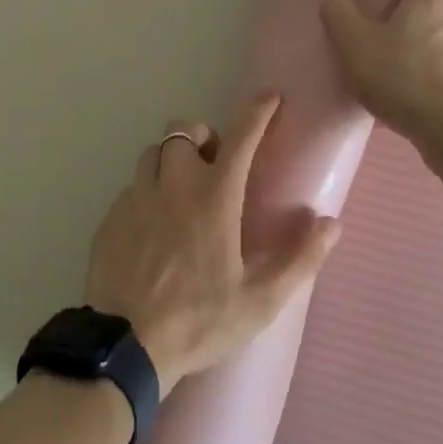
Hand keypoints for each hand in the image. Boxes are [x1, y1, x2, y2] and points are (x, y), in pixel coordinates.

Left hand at [85, 96, 339, 396]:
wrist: (124, 346)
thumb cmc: (199, 321)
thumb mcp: (260, 300)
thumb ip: (299, 259)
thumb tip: (331, 223)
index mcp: (214, 196)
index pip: (241, 136)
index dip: (257, 112)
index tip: (270, 97)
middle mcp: (173, 184)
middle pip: (183, 131)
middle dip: (202, 136)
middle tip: (215, 164)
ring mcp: (137, 197)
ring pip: (153, 153)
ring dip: (171, 160)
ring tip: (182, 190)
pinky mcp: (111, 217)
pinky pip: (132, 187)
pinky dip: (147, 191)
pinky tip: (153, 225)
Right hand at [321, 0, 442, 148]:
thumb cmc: (399, 77)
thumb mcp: (353, 43)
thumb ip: (339, 15)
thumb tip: (335, 1)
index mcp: (427, 2)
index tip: (375, 7)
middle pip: (426, 15)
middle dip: (405, 27)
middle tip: (377, 45)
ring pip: (438, 47)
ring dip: (419, 58)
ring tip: (393, 81)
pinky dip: (431, 85)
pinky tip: (411, 105)